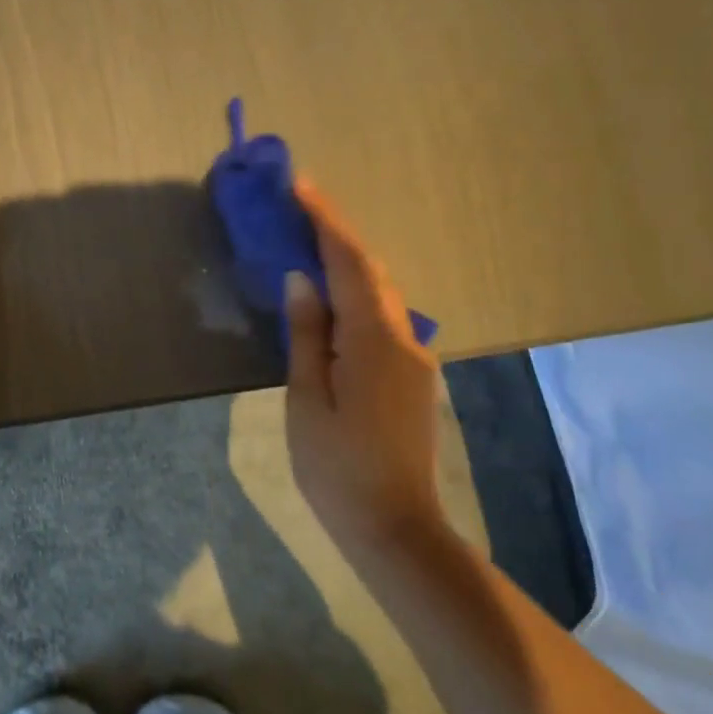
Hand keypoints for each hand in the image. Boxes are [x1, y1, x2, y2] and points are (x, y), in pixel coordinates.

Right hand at [283, 176, 442, 544]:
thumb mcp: (308, 400)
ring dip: (346, 262)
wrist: (396, 528)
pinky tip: (331, 297)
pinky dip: (355, 294)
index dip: (325, 220)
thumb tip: (302, 280)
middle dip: (336, 233)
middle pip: (370, 271)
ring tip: (308, 242)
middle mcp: (404, 337)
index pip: (349, 263)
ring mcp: (414, 357)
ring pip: (379, 293)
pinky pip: (382, 318)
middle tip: (297, 208)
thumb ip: (307, 334)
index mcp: (374, 339)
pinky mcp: (412, 375)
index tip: (300, 186)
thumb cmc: (338, 467)